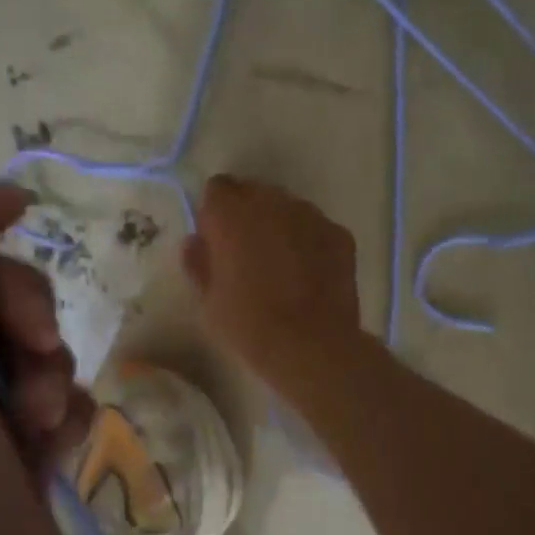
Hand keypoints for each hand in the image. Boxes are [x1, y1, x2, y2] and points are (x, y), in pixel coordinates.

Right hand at [183, 175, 361, 377]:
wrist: (311, 345)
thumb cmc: (250, 326)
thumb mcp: (209, 302)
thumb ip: (199, 264)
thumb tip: (195, 243)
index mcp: (231, 215)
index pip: (217, 189)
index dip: (215, 214)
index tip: (216, 242)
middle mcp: (271, 203)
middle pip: (253, 192)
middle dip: (247, 214)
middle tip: (247, 253)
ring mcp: (310, 215)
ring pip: (287, 207)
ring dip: (279, 225)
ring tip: (280, 265)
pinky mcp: (339, 234)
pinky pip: (315, 227)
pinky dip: (308, 241)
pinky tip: (308, 274)